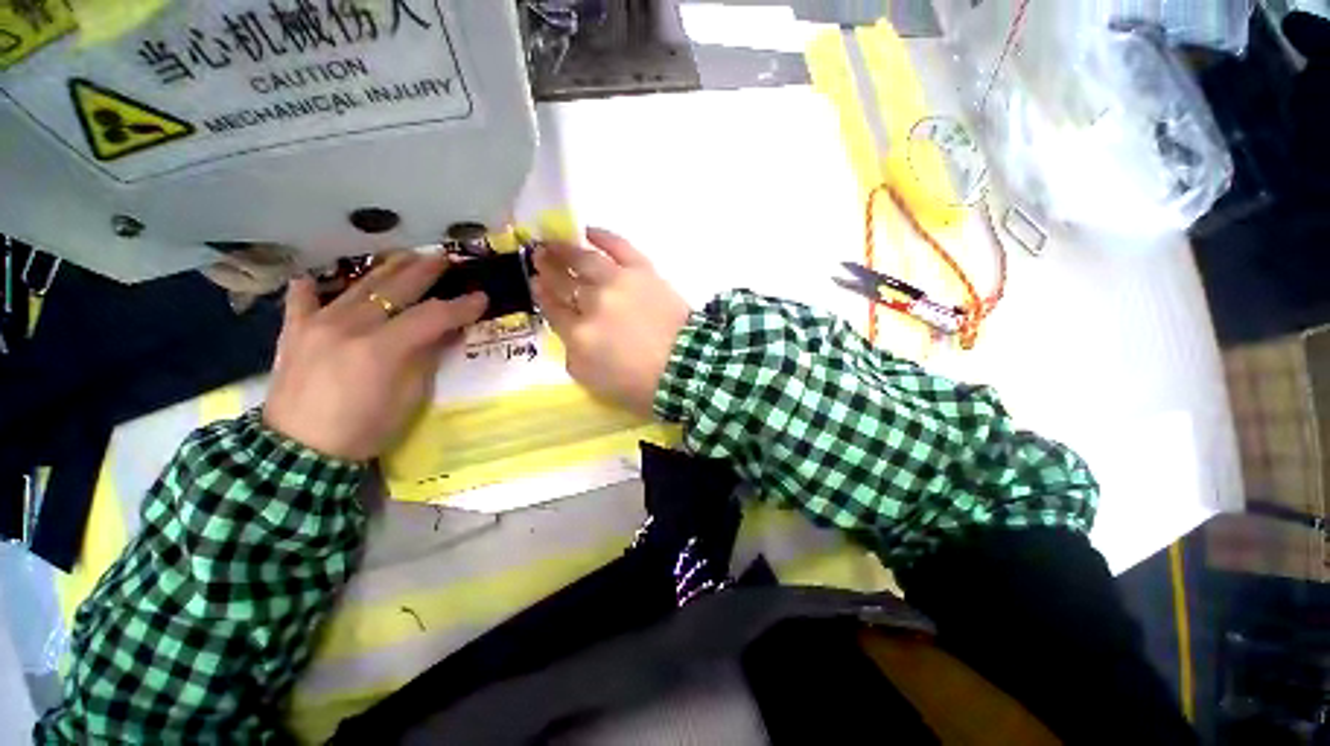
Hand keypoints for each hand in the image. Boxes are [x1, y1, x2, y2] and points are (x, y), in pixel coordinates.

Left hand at [263, 253, 487, 460]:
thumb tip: (439, 337)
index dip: (458, 306)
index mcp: (380, 350)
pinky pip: (302, 296)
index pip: (429, 317)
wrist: (299, 454)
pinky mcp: (295, 327)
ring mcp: (320, 320)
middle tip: (444, 260)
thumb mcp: (399, 412)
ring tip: (405, 257)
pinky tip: (314, 280)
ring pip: (360, 283)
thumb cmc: (355, 438)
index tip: (480, 298)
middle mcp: (352, 324)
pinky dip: (311, 287)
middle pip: (396, 287)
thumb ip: (420, 368)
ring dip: (387, 268)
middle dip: (425, 271)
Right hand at [532, 228, 690, 417]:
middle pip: (563, 281)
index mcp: (579, 335)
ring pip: (584, 259)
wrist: (687, 369)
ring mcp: (617, 283)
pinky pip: (618, 246)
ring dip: (565, 249)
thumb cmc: (640, 384)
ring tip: (552, 243)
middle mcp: (592, 303)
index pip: (552, 308)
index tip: (534, 282)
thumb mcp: (592, 380)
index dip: (540, 294)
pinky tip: (587, 231)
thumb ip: (572, 353)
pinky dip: (602, 236)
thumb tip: (570, 330)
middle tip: (537, 256)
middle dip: (547, 268)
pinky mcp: (643, 270)